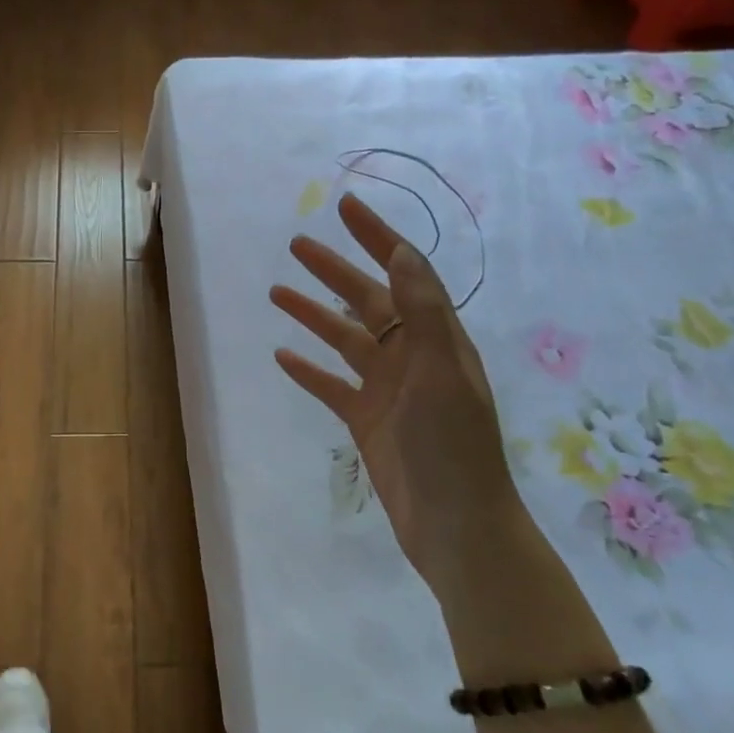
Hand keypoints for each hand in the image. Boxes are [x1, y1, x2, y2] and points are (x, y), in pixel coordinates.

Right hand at [270, 193, 519, 592]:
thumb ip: (421, 312)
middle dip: (334, 269)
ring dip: (313, 314)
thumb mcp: (440, 373)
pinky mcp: (366, 421)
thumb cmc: (452, 446)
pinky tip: (282, 356)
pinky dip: (308, 369)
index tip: (344, 206)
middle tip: (296, 244)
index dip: (376, 237)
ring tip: (277, 291)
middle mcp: (411, 357)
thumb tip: (403, 251)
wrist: (456, 526)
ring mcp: (387, 390)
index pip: (404, 273)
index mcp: (436, 339)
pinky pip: (330, 386)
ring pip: (344, 340)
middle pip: (367, 301)